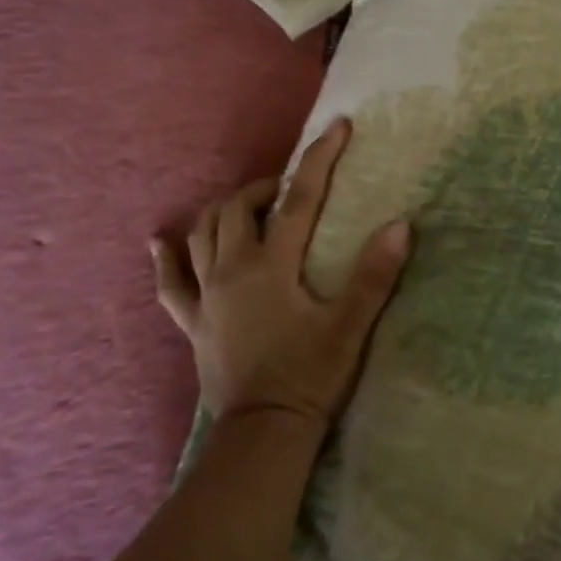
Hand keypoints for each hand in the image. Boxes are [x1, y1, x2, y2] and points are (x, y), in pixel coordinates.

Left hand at [151, 119, 411, 430]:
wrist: (264, 433)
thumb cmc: (310, 377)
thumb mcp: (350, 327)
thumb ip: (374, 275)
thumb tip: (399, 224)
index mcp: (271, 266)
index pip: (298, 198)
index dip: (319, 159)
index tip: (338, 127)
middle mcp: (232, 270)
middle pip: (239, 208)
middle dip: (264, 186)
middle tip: (289, 189)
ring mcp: (206, 296)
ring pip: (202, 233)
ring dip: (224, 211)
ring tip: (248, 208)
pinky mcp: (193, 322)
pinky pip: (170, 283)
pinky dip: (166, 258)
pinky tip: (161, 242)